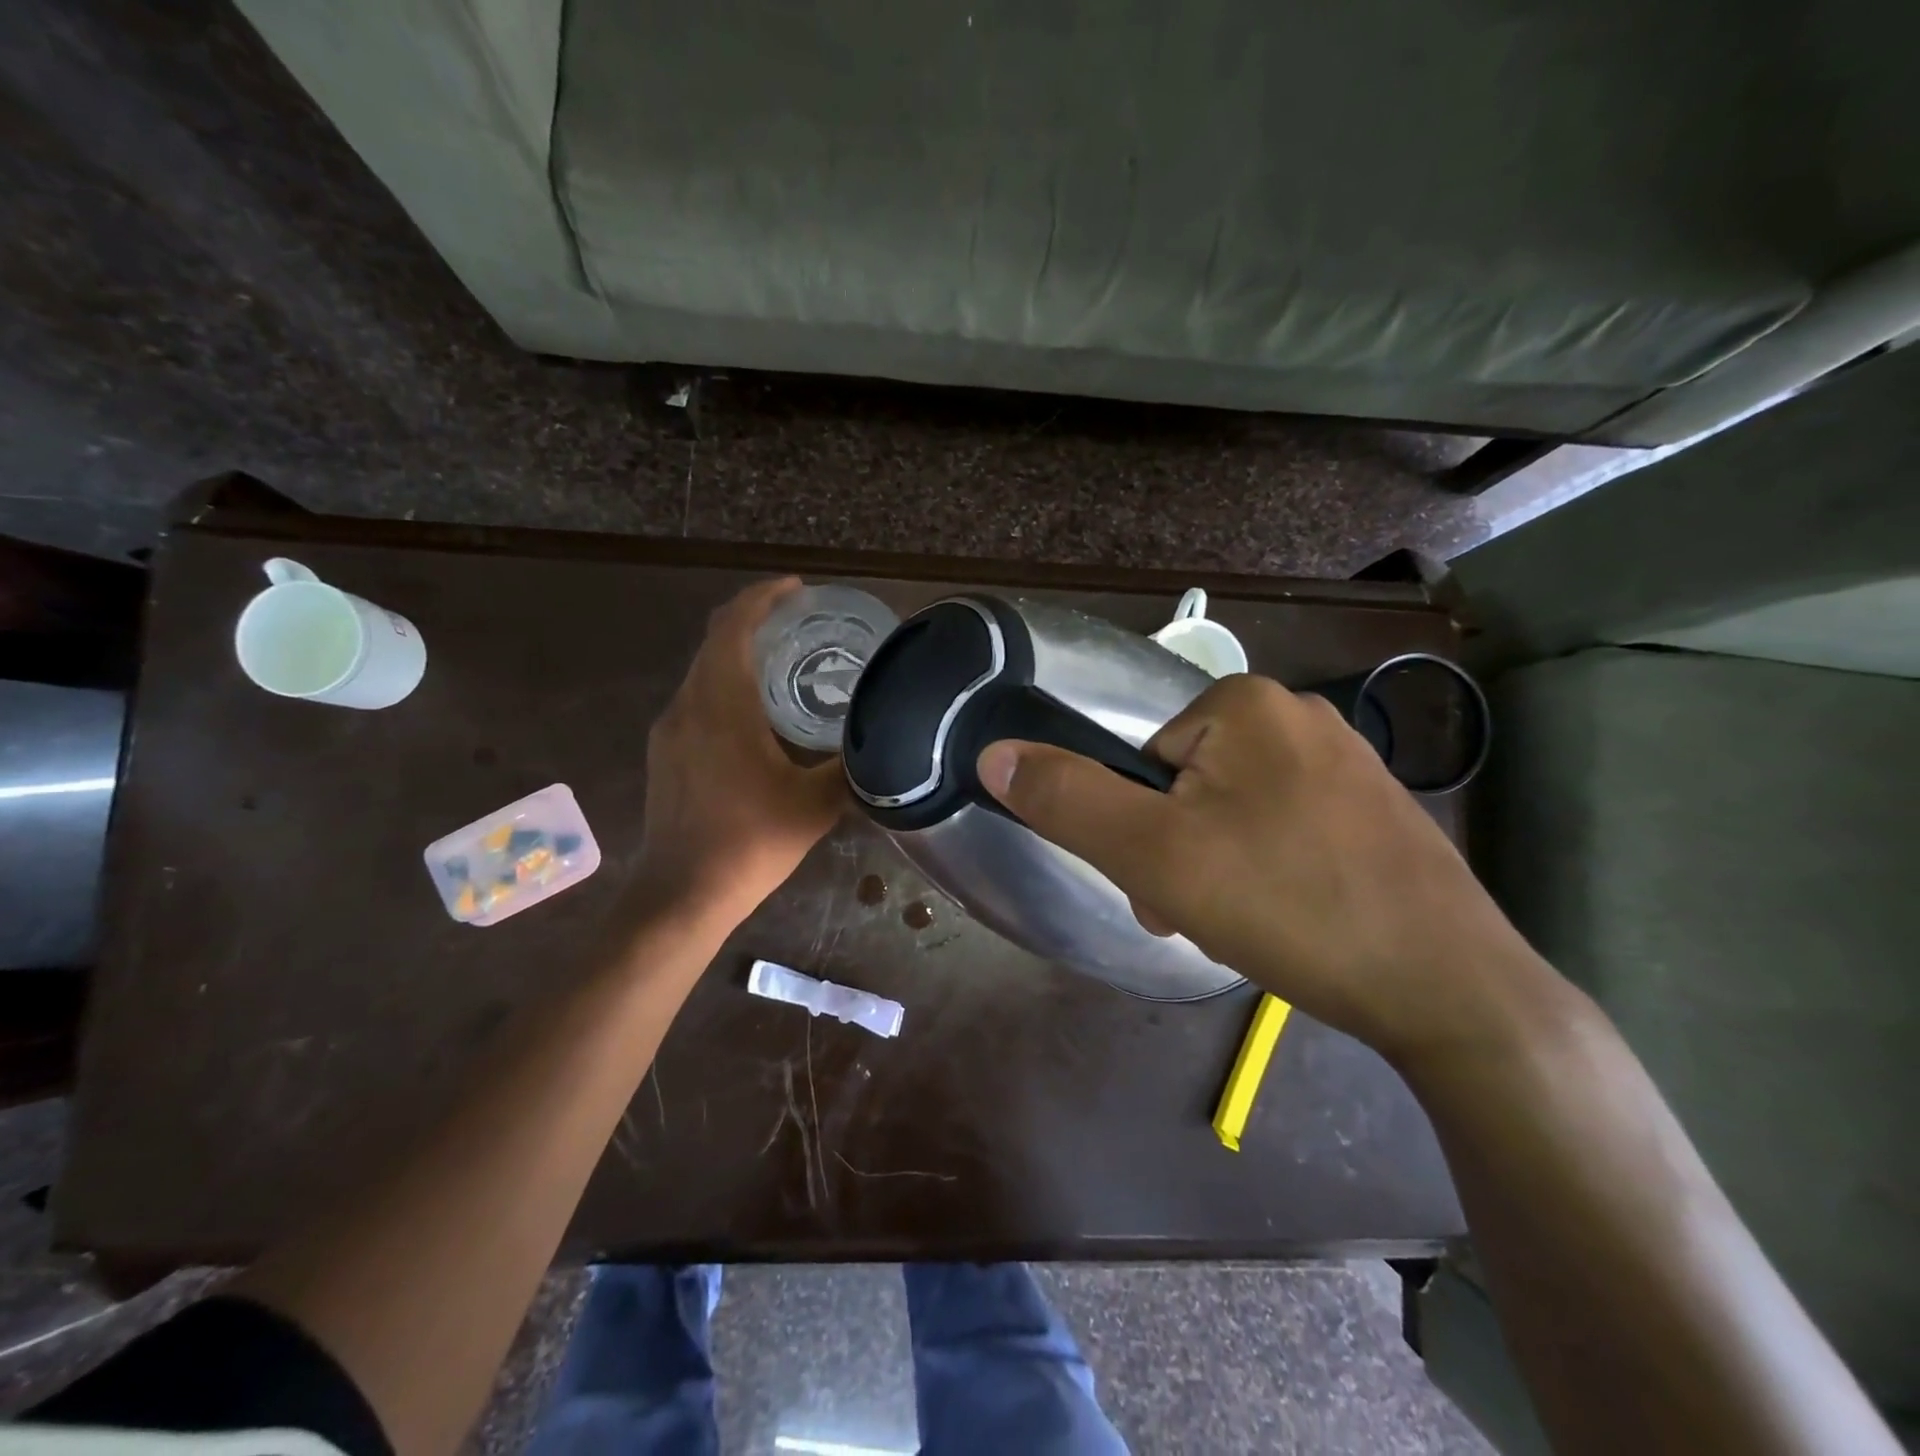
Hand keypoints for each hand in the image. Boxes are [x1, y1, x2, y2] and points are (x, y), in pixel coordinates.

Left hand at [636, 578, 845, 929]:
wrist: (682, 895)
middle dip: (754, 620)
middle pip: (715, 641)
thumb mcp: (815, 804)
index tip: (797, 588)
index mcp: (721, 705)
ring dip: (739, 654)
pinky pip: (696, 699)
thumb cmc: (750, 843)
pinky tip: (756, 713)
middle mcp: (687, 706)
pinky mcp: (665, 754)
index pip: (733, 627)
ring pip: (703, 671)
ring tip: (785, 662)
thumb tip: (881, 743)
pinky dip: (726, 685)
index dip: (763, 597)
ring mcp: (669, 731)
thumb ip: (850, 766)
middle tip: (800, 621)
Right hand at [975, 674, 1554, 1063]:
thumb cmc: (1287, 904)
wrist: (1450, 987)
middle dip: (1178, 855)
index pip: (1144, 763)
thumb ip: (1067, 800)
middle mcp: (1297, 715)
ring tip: (1249, 926)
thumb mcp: (1153, 854)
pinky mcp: (1374, 808)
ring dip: (1217, 868)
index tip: (1164, 890)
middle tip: (1203, 915)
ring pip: (1231, 812)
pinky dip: (1268, 872)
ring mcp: (1345, 761)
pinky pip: (1284, 828)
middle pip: (1187, 787)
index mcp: (1244, 704)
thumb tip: (993, 753)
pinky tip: (1293, 917)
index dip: (1139, 833)